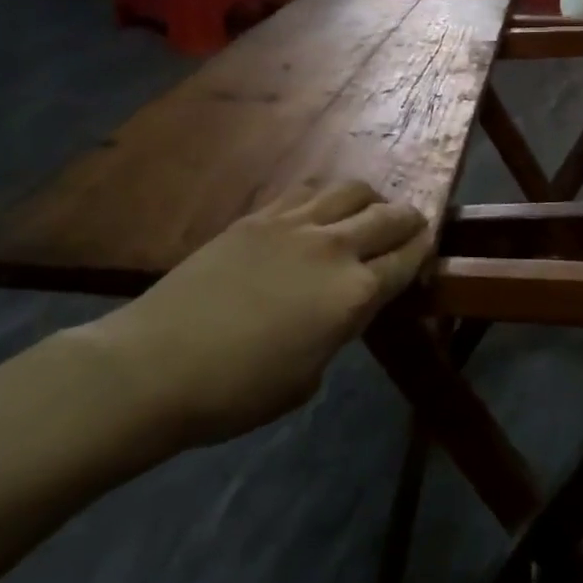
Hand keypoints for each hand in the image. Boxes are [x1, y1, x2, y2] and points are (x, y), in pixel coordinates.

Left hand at [69, 181, 429, 445]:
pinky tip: (317, 213)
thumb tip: (339, 310)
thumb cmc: (238, 392)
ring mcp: (294, 225)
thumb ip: (337, 331)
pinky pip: (306, 192)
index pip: (408, 259)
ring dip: (370, 199)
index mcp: (354, 294)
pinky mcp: (258, 217)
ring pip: (351, 190)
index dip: (424, 254)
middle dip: (409, 220)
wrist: (154, 366)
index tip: (428, 252)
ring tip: (366, 212)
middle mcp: (334, 248)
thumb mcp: (308, 376)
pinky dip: (325, 198)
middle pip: (389, 216)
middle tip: (410, 228)